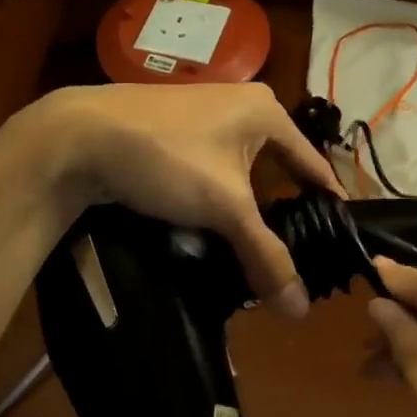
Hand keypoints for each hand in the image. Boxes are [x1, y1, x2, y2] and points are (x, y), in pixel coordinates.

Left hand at [18, 83, 343, 316]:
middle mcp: (242, 104)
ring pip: (243, 169)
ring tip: (257, 246)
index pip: (313, 162)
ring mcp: (205, 113)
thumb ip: (266, 255)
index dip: (328, 201)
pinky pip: (214, 166)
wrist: (77, 138)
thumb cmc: (167, 158)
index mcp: (267, 111)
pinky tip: (215, 224)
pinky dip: (220, 195)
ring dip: (249, 206)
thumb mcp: (225, 208)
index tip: (339, 237)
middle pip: (278, 167)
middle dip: (286, 209)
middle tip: (298, 251)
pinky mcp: (175, 128)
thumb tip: (300, 312)